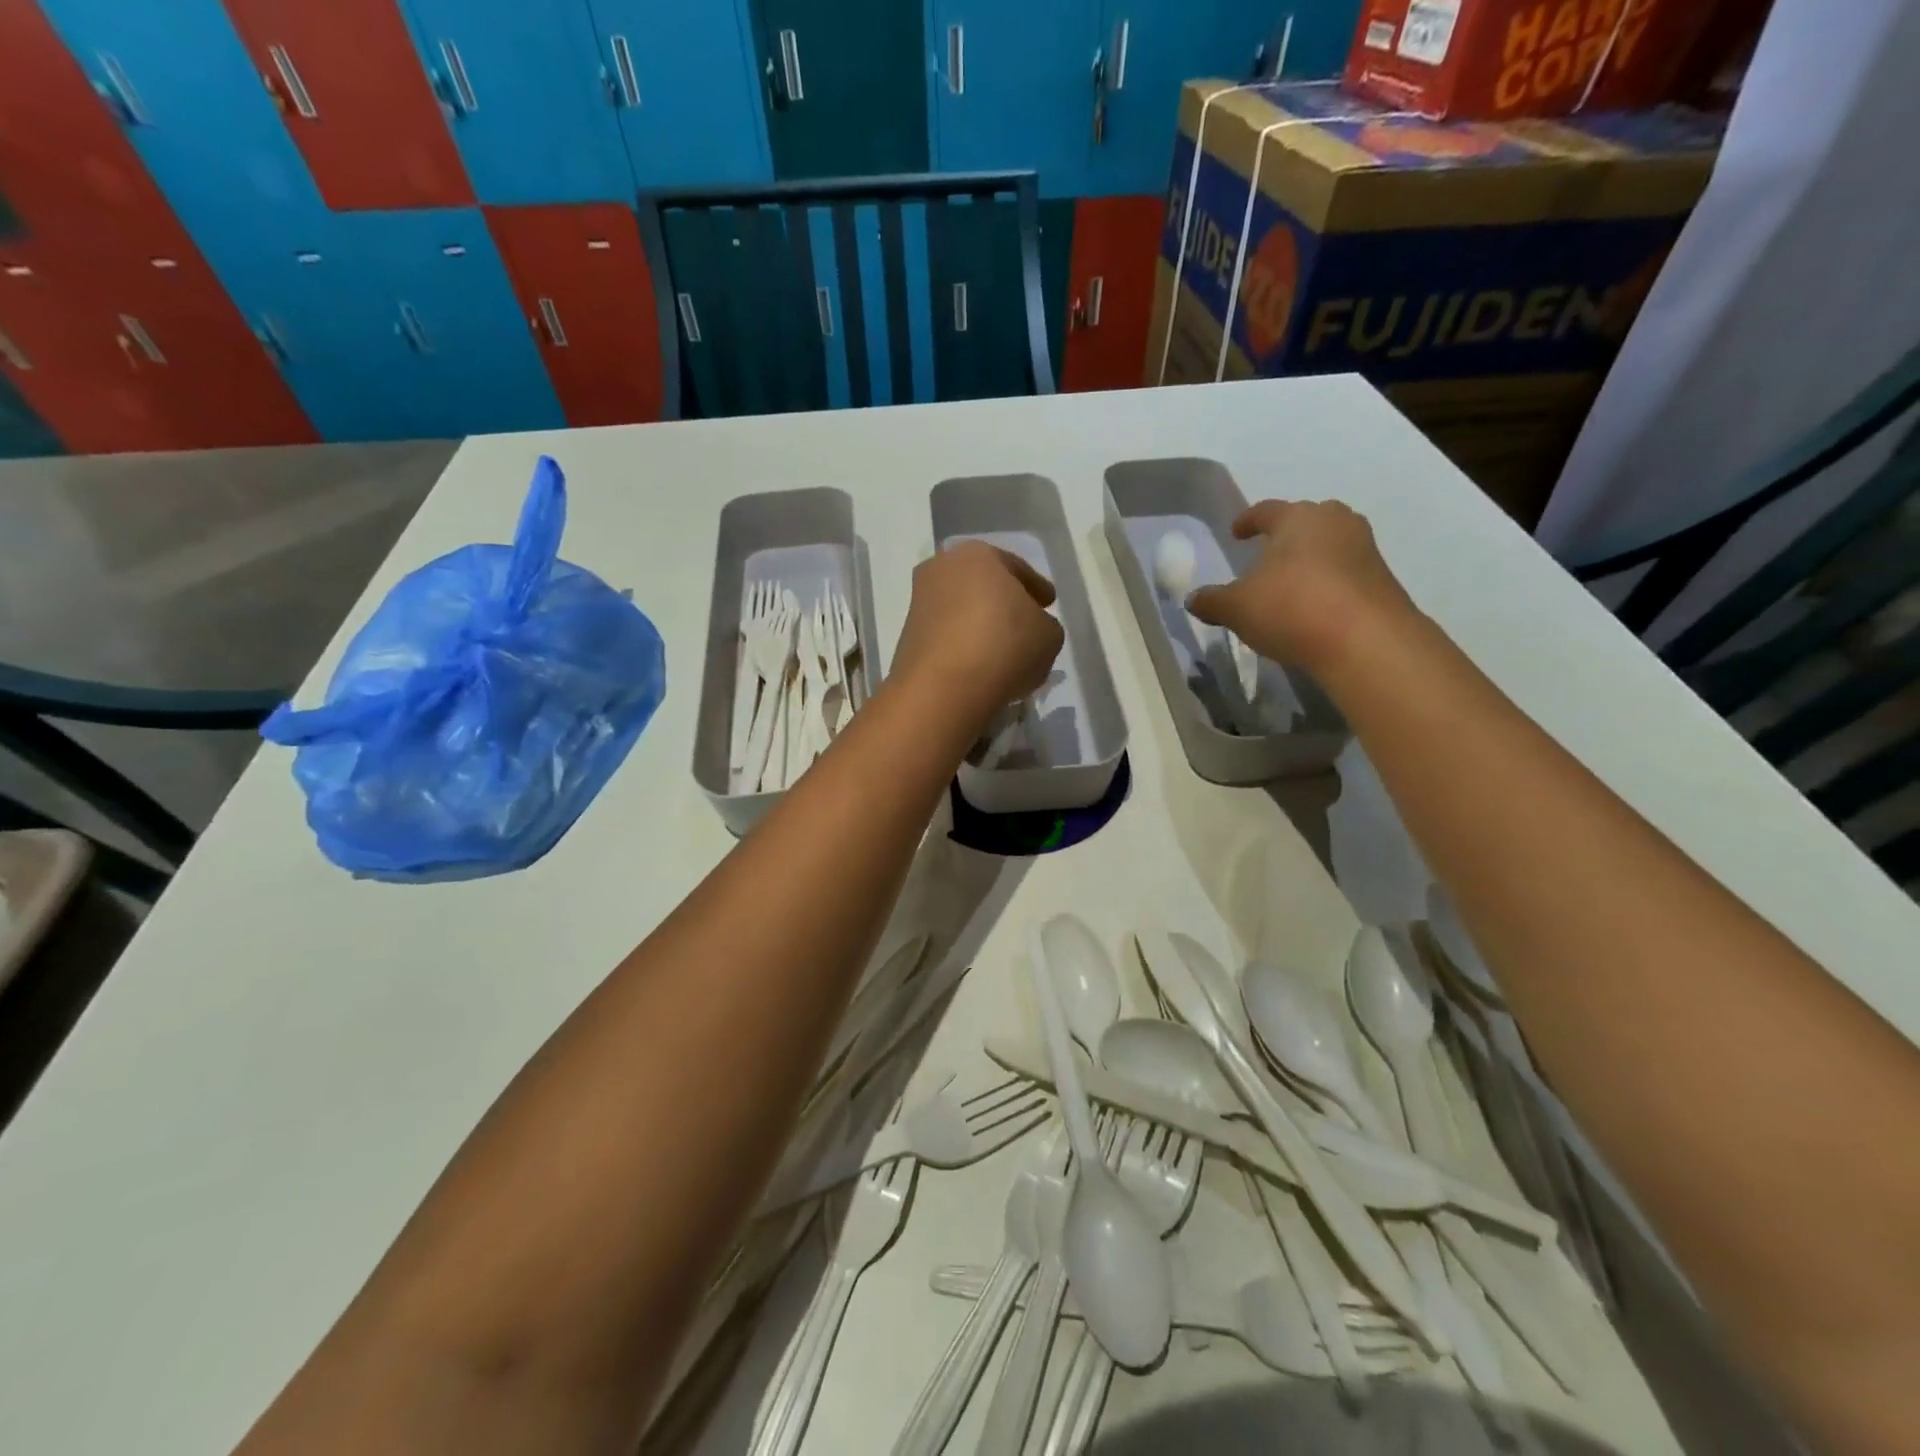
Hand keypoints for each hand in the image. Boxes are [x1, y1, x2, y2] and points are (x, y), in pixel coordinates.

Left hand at [891, 541, 1063, 729]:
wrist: (944, 688)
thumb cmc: (1004, 646)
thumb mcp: (1049, 635)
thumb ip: (1045, 625)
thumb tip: (1032, 629)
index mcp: (979, 554)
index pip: (1017, 568)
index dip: (1037, 587)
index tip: (1048, 603)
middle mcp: (942, 569)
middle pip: (984, 585)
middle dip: (1003, 602)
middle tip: (1024, 623)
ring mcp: (919, 602)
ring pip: (962, 610)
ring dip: (980, 625)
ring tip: (1002, 650)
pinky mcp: (907, 636)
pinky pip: (946, 635)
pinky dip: (962, 645)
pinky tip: (979, 664)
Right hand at [1186, 500, 1417, 676]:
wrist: (1366, 641)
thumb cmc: (1292, 608)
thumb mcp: (1236, 608)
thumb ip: (1212, 601)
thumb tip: (1193, 599)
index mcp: (1297, 518)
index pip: (1266, 511)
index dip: (1247, 521)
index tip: (1236, 532)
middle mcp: (1335, 522)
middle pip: (1305, 522)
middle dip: (1285, 536)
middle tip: (1267, 555)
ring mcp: (1364, 549)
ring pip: (1329, 547)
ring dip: (1309, 561)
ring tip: (1290, 584)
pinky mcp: (1382, 579)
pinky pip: (1345, 573)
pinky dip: (1327, 584)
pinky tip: (1313, 607)